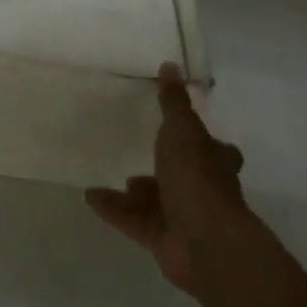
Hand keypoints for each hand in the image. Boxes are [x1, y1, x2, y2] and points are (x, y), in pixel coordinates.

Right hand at [85, 63, 246, 296]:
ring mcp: (184, 219)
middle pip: (184, 176)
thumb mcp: (182, 129)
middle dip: (166, 169)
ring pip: (157, 200)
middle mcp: (204, 190)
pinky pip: (134, 220)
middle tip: (142, 153)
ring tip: (113, 179)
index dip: (204, 141)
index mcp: (214, 163)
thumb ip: (173, 101)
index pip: (215, 149)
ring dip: (137, 192)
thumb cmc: (198, 177)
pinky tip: (90, 197)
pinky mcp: (163, 240)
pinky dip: (114, 208)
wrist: (205, 242)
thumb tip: (171, 64)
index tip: (186, 131)